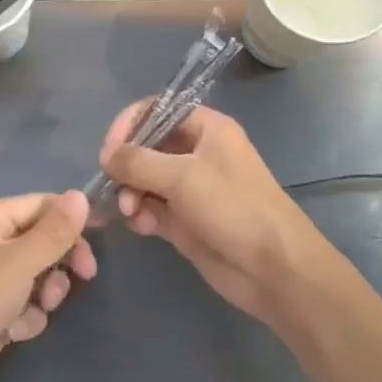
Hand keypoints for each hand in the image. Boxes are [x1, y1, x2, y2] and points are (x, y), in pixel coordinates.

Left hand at [0, 191, 96, 381]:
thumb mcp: (20, 262)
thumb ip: (54, 231)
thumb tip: (80, 195)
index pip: (39, 204)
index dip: (70, 219)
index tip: (99, 237)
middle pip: (40, 239)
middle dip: (59, 260)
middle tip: (85, 275)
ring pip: (36, 273)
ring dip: (45, 292)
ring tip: (40, 308)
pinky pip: (24, 302)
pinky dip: (27, 316)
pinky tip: (15, 332)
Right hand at [100, 103, 329, 327]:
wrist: (275, 270)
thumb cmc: (234, 208)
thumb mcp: (183, 177)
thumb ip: (138, 162)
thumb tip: (105, 156)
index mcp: (205, 128)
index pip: (156, 111)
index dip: (129, 125)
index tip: (109, 150)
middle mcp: (196, 153)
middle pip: (146, 147)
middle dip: (125, 166)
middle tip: (112, 186)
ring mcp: (190, 188)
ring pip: (144, 180)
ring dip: (129, 193)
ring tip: (128, 211)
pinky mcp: (185, 221)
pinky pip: (151, 208)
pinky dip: (140, 214)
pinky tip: (140, 226)